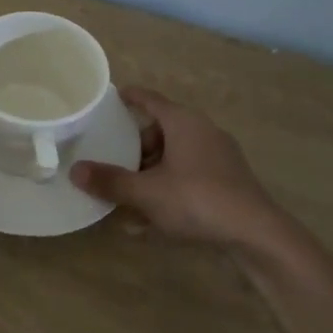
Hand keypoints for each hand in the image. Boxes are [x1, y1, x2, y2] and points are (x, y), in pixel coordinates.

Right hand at [71, 86, 276, 247]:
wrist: (257, 234)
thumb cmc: (197, 199)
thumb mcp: (146, 192)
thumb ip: (110, 181)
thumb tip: (75, 171)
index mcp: (183, 122)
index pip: (150, 100)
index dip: (128, 97)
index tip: (111, 97)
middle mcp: (202, 132)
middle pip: (159, 132)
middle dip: (134, 150)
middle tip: (111, 164)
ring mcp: (218, 158)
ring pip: (173, 159)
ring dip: (148, 176)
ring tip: (125, 200)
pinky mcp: (227, 183)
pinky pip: (187, 178)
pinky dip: (167, 190)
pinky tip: (148, 221)